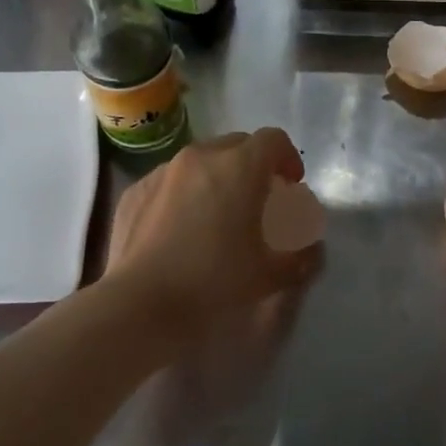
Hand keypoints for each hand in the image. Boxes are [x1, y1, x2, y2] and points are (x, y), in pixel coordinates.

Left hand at [104, 128, 316, 324]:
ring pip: (200, 161)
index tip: (290, 186)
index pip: (273, 140)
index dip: (288, 158)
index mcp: (239, 167)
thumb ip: (301, 257)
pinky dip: (183, 194)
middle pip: (236, 145)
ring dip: (217, 178)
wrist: (140, 305)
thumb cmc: (214, 282)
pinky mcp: (134, 192)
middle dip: (253, 166)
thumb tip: (311, 249)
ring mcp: (162, 172)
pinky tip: (180, 230)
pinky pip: (169, 181)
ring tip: (217, 215)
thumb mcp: (271, 275)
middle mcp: (200, 157)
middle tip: (258, 200)